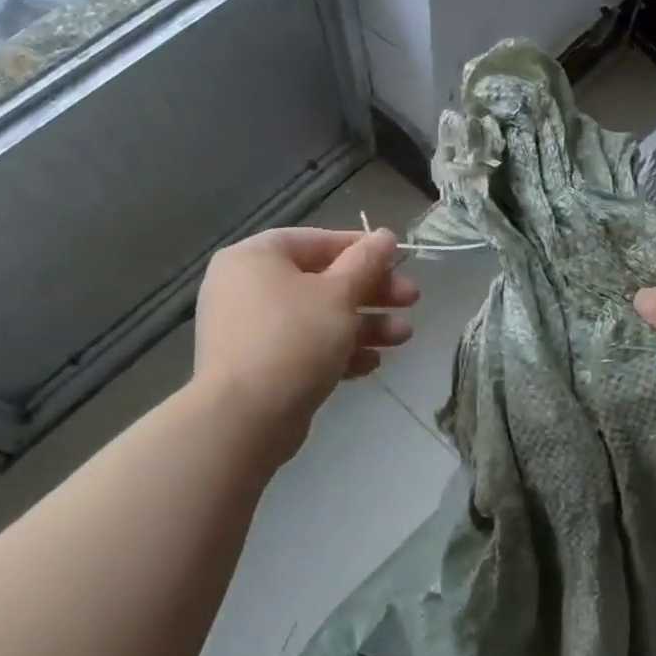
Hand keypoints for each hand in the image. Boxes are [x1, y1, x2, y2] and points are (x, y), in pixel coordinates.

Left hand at [191, 227, 417, 453]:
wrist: (244, 419)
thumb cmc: (294, 339)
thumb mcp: (340, 294)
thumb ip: (366, 261)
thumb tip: (385, 235)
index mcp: (256, 257)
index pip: (316, 240)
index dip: (362, 248)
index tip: (398, 260)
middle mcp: (246, 287)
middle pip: (321, 280)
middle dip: (372, 292)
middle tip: (412, 299)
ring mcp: (250, 329)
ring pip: (318, 317)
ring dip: (365, 325)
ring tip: (404, 337)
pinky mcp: (259, 367)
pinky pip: (304, 347)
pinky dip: (338, 351)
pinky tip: (371, 364)